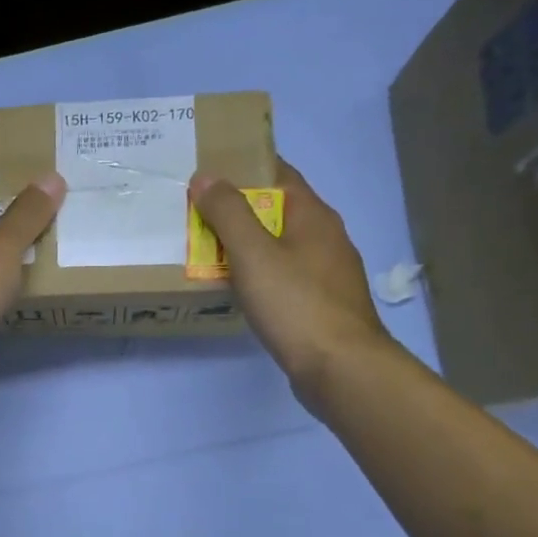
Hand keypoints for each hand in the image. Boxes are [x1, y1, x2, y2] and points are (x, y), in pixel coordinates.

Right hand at [189, 159, 393, 412]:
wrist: (340, 368)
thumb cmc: (296, 303)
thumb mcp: (253, 253)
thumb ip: (228, 214)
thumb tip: (206, 176)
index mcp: (314, 216)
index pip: (280, 175)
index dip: (246, 168)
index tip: (209, 171)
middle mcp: (326, 238)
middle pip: (278, 211)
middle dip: (240, 210)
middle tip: (197, 214)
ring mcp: (327, 274)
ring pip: (281, 247)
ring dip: (248, 246)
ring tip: (208, 251)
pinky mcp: (322, 305)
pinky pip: (284, 277)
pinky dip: (259, 275)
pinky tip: (238, 289)